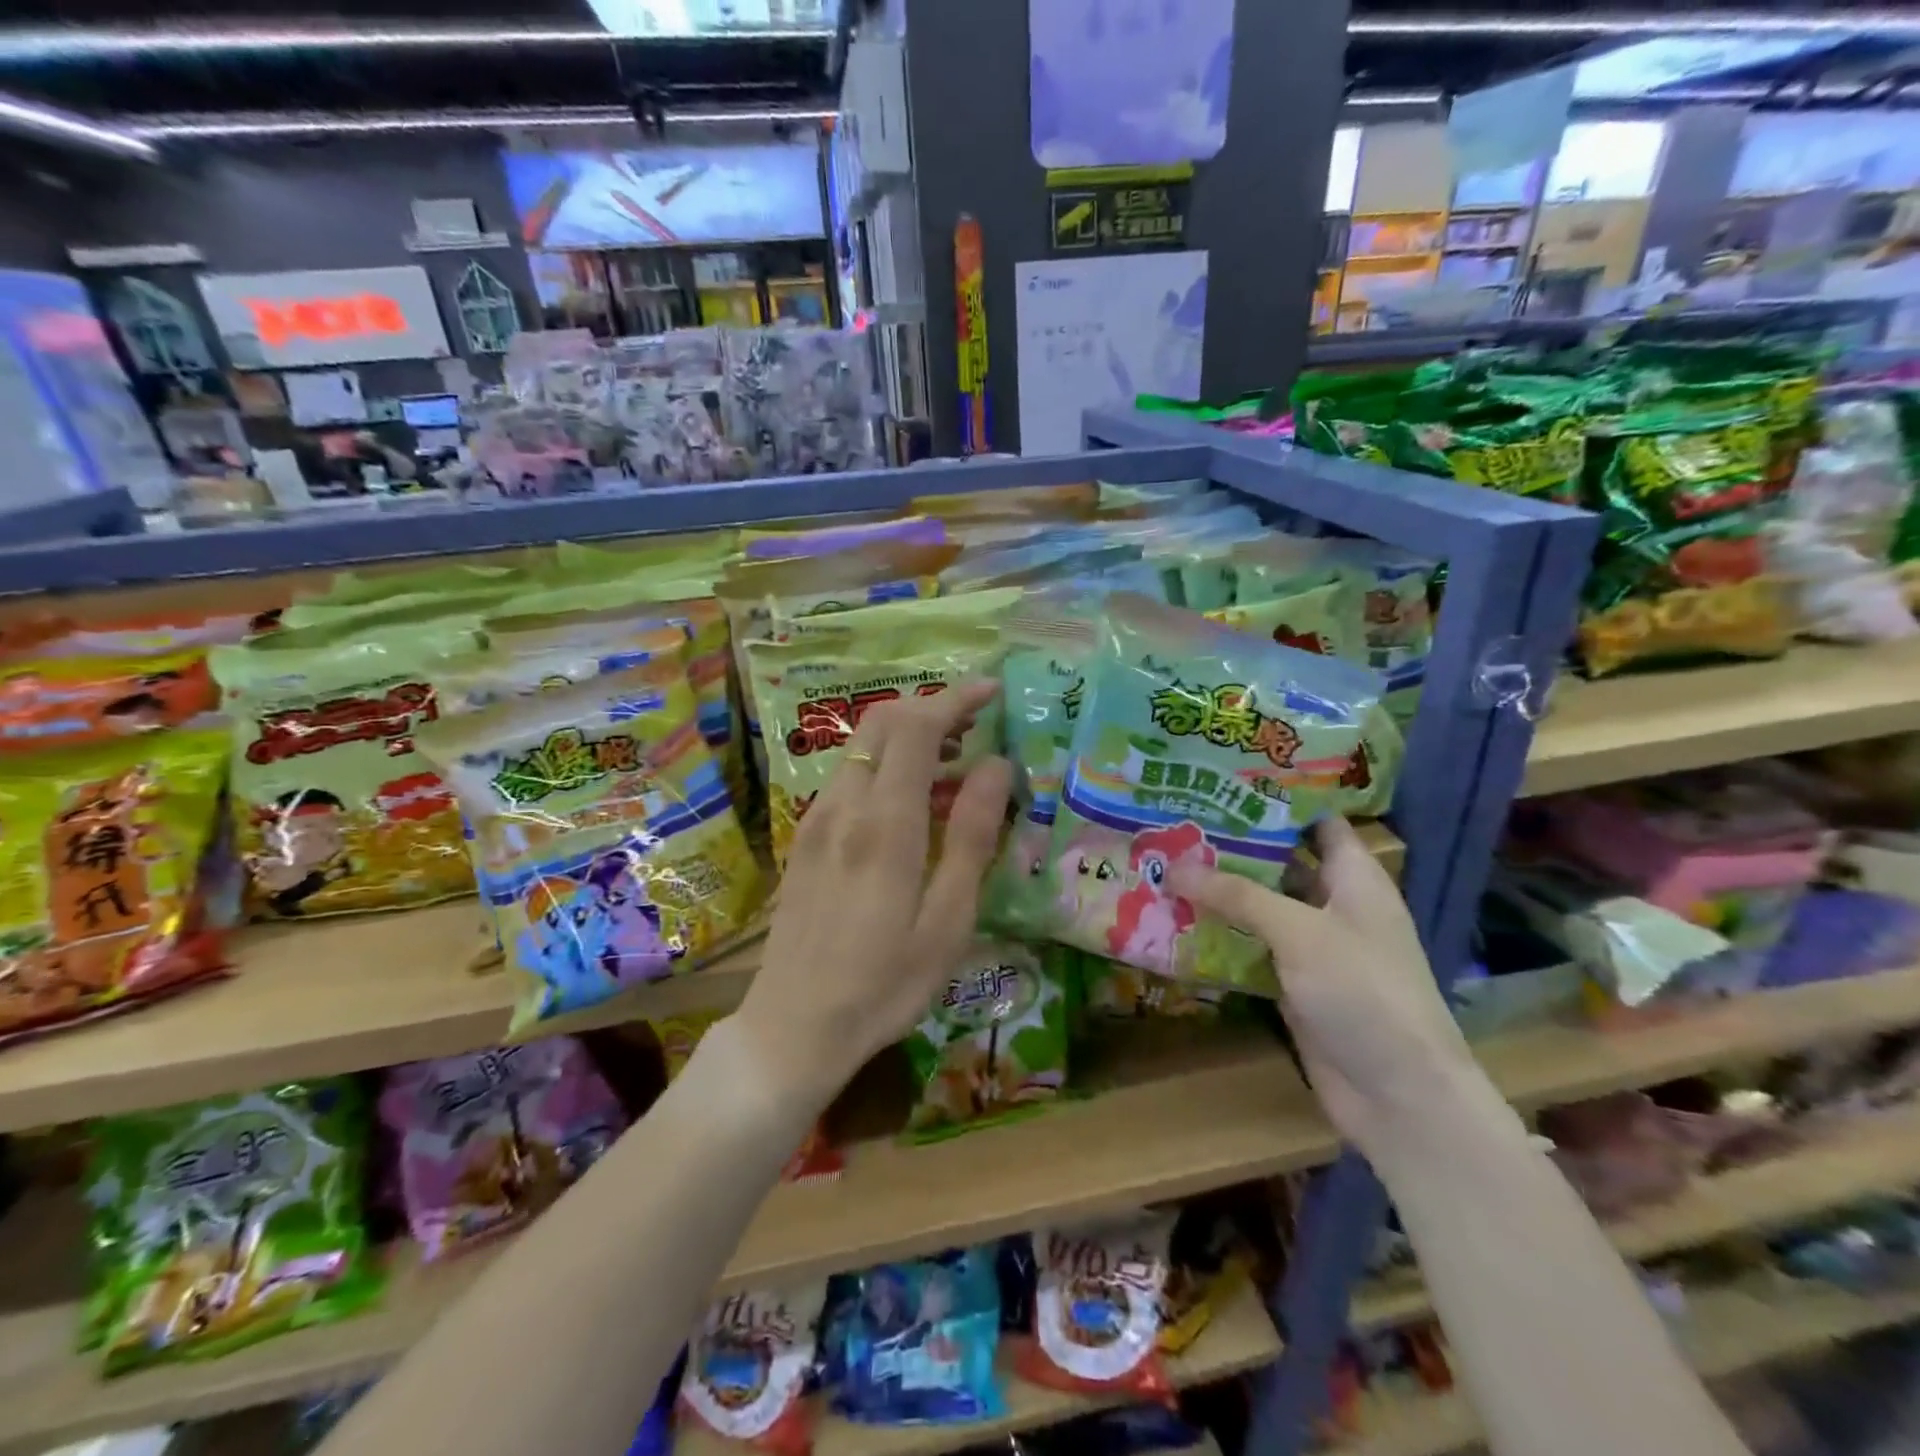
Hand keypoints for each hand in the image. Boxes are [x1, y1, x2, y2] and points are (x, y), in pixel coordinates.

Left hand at [733, 680, 1012, 1106]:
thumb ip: (973, 836)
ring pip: (862, 747)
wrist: (793, 1027)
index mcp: (884, 824)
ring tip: (954, 762)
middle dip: (931, 708)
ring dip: (908, 736)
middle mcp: (843, 806)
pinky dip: (885, 764)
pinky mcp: (806, 837)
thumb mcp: (948, 921)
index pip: (915, 728)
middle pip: (882, 723)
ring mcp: (816, 819)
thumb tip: (996, 766)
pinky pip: (848, 776)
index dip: (954, 699)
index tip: (991, 693)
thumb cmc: (885, 984)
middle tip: (977, 724)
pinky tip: (912, 801)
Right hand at [1172, 817, 1479, 1157]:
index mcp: (1355, 879)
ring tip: (1163, 861)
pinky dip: (1219, 934)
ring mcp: (1312, 947)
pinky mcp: (1292, 983)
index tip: (1222, 783)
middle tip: (1175, 820)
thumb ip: (1237, 894)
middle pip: (1280, 862)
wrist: (1399, 1095)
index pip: (1317, 822)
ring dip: (1219, 891)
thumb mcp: (1300, 931)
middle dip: (1232, 845)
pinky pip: (1250, 947)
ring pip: (1259, 906)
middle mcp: (1334, 905)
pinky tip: (1174, 919)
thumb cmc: (1363, 992)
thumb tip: (1174, 865)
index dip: (1277, 801)